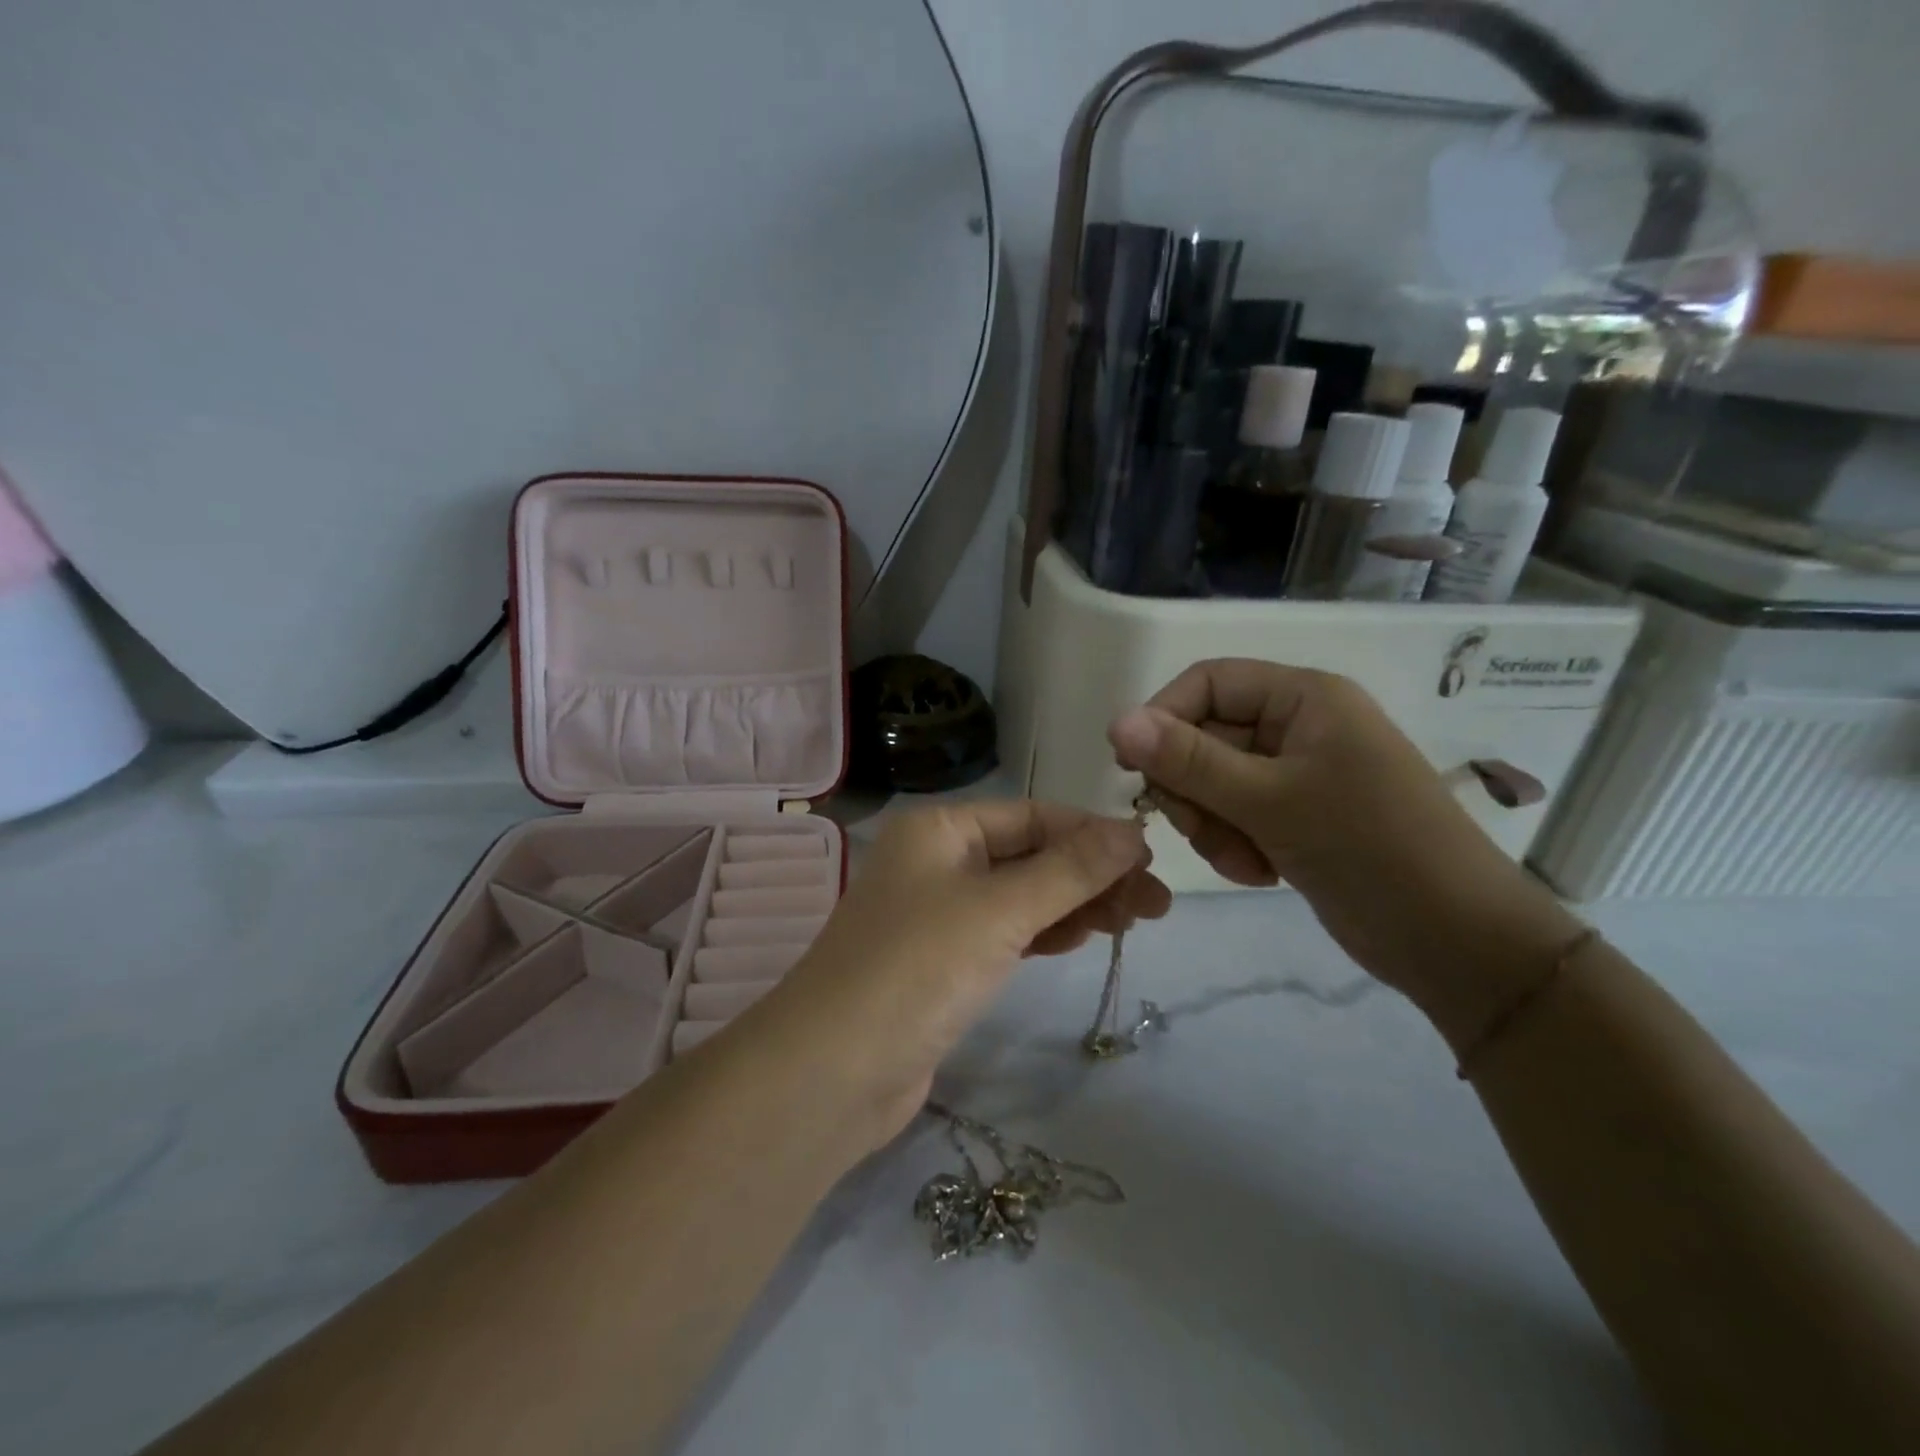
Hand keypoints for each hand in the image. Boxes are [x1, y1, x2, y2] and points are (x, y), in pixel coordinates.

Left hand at [763, 801, 1169, 1150]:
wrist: (834, 1072)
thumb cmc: (918, 967)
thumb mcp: (1001, 909)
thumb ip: (1071, 870)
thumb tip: (1133, 832)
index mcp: (941, 829)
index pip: (1033, 816)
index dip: (1094, 834)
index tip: (1153, 859)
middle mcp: (937, 861)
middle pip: (1030, 855)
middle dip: (1093, 874)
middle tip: (1157, 905)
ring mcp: (938, 913)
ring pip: (1023, 896)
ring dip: (1076, 904)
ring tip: (1137, 921)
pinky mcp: (944, 962)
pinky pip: (1007, 933)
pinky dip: (1046, 932)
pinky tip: (1085, 936)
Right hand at [1107, 660, 1577, 1043]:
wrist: (1453, 940)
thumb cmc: (1368, 848)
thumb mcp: (1269, 799)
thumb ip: (1188, 760)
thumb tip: (1117, 720)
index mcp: (1303, 697)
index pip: (1208, 683)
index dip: (1163, 717)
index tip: (1130, 768)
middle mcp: (1297, 727)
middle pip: (1204, 736)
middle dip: (1194, 789)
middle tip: (1200, 828)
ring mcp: (1295, 775)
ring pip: (1212, 783)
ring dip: (1212, 825)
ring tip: (1244, 860)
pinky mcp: (1293, 817)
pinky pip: (1233, 816)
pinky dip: (1233, 844)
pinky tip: (1260, 872)